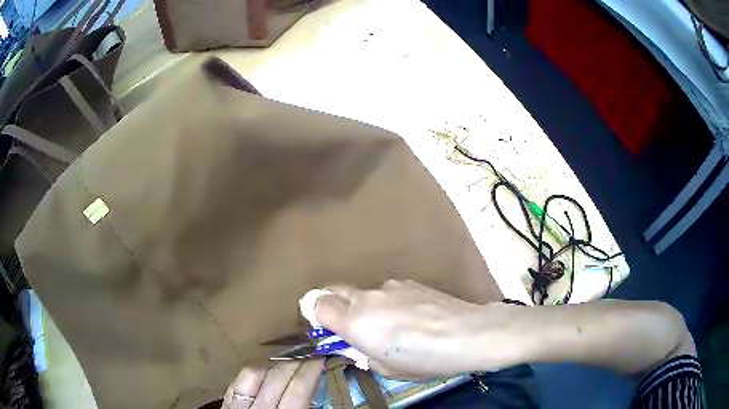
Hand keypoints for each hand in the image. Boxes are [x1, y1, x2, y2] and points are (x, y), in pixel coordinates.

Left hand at [222, 359, 324, 408]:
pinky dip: (254, 371)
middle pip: (277, 377)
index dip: (311, 370)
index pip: (298, 390)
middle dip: (296, 361)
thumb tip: (323, 392)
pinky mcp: (227, 404)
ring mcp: (238, 406)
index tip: (323, 358)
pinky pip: (238, 381)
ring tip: (289, 360)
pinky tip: (264, 369)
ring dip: (275, 364)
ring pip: (255, 373)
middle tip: (310, 353)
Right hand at [314, 280, 515, 379]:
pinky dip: (390, 302)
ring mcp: (390, 286)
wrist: (468, 333)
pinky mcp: (410, 282)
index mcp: (355, 322)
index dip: (314, 313)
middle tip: (351, 325)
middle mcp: (367, 298)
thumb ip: (363, 353)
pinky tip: (413, 316)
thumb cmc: (425, 359)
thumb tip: (359, 345)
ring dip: (368, 307)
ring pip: (365, 293)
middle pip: (334, 290)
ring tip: (394, 325)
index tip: (324, 326)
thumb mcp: (387, 369)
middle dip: (334, 305)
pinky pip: (388, 291)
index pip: (316, 303)